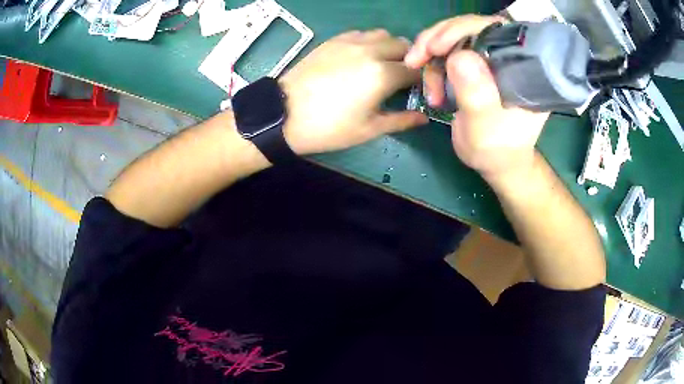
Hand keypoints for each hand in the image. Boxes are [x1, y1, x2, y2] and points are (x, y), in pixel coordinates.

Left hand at [280, 30, 427, 154]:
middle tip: (401, 78)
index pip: (415, 70)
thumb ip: (401, 121)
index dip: (421, 81)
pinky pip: (361, 33)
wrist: (284, 115)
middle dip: (410, 60)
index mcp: (382, 74)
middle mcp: (370, 50)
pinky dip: (370, 42)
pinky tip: (361, 58)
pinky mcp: (334, 40)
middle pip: (404, 46)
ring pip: (383, 35)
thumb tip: (423, 118)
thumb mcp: (368, 130)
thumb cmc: (328, 127)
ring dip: (390, 47)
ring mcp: (350, 42)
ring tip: (383, 65)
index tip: (417, 91)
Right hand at [404, 15, 549, 180]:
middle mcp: (509, 57)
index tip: (436, 47)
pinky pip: (450, 51)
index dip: (463, 29)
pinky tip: (429, 83)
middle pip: (471, 28)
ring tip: (418, 73)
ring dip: (431, 52)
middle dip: (439, 38)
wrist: (496, 162)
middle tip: (416, 58)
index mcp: (523, 68)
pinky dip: (433, 61)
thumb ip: (477, 95)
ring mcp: (492, 59)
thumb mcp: (486, 129)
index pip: (495, 31)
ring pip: (456, 37)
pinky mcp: (478, 65)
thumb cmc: (498, 150)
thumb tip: (459, 56)